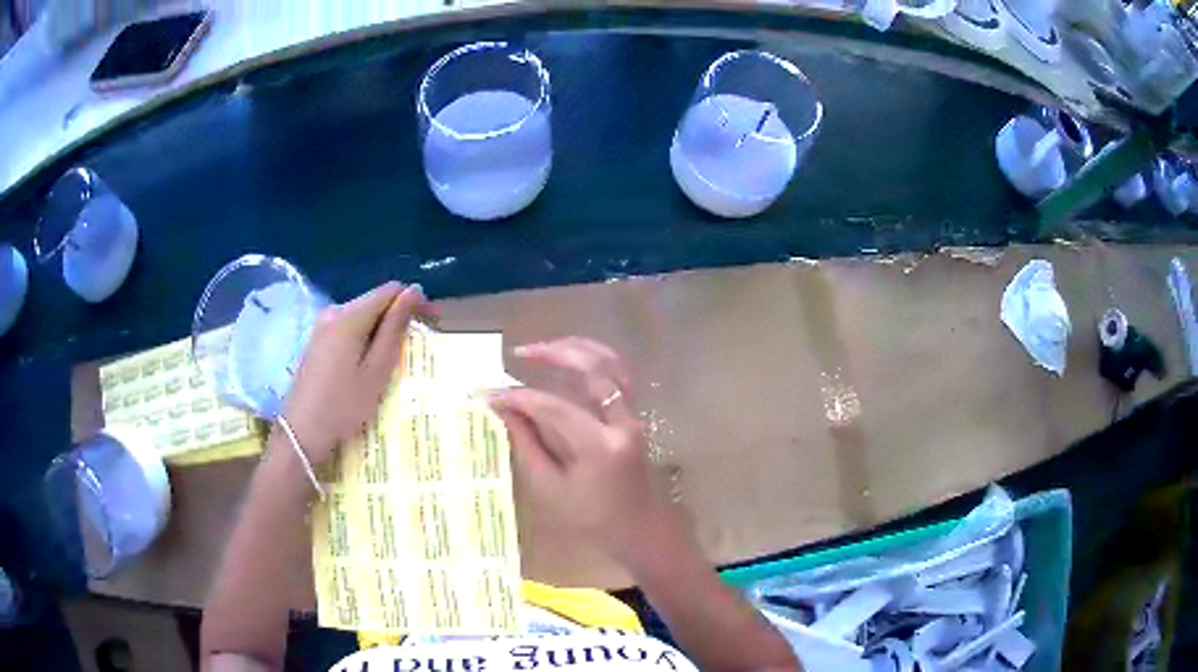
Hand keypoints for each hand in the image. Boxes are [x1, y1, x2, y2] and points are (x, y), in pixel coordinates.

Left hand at [283, 282, 434, 465]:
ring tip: (396, 356)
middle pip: (375, 301)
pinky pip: (349, 327)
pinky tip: (370, 362)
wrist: (301, 433)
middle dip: (398, 315)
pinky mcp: (317, 340)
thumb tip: (413, 292)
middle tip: (417, 344)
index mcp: (348, 316)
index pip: (390, 290)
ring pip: (362, 315)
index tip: (433, 321)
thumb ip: (394, 328)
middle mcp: (333, 311)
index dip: (414, 300)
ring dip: (382, 328)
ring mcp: (321, 325)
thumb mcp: (376, 371)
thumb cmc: (343, 406)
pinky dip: (366, 337)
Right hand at [488, 338, 676, 560]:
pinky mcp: (634, 417)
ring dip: (577, 350)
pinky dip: (593, 361)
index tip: (489, 393)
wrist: (636, 530)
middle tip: (520, 353)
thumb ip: (526, 444)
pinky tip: (570, 360)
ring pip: (612, 365)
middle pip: (594, 370)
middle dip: (555, 354)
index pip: (555, 408)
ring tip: (542, 349)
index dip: (520, 397)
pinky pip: (618, 376)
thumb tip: (502, 409)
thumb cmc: (590, 519)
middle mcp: (623, 424)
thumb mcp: (549, 488)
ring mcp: (634, 417)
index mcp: (601, 447)